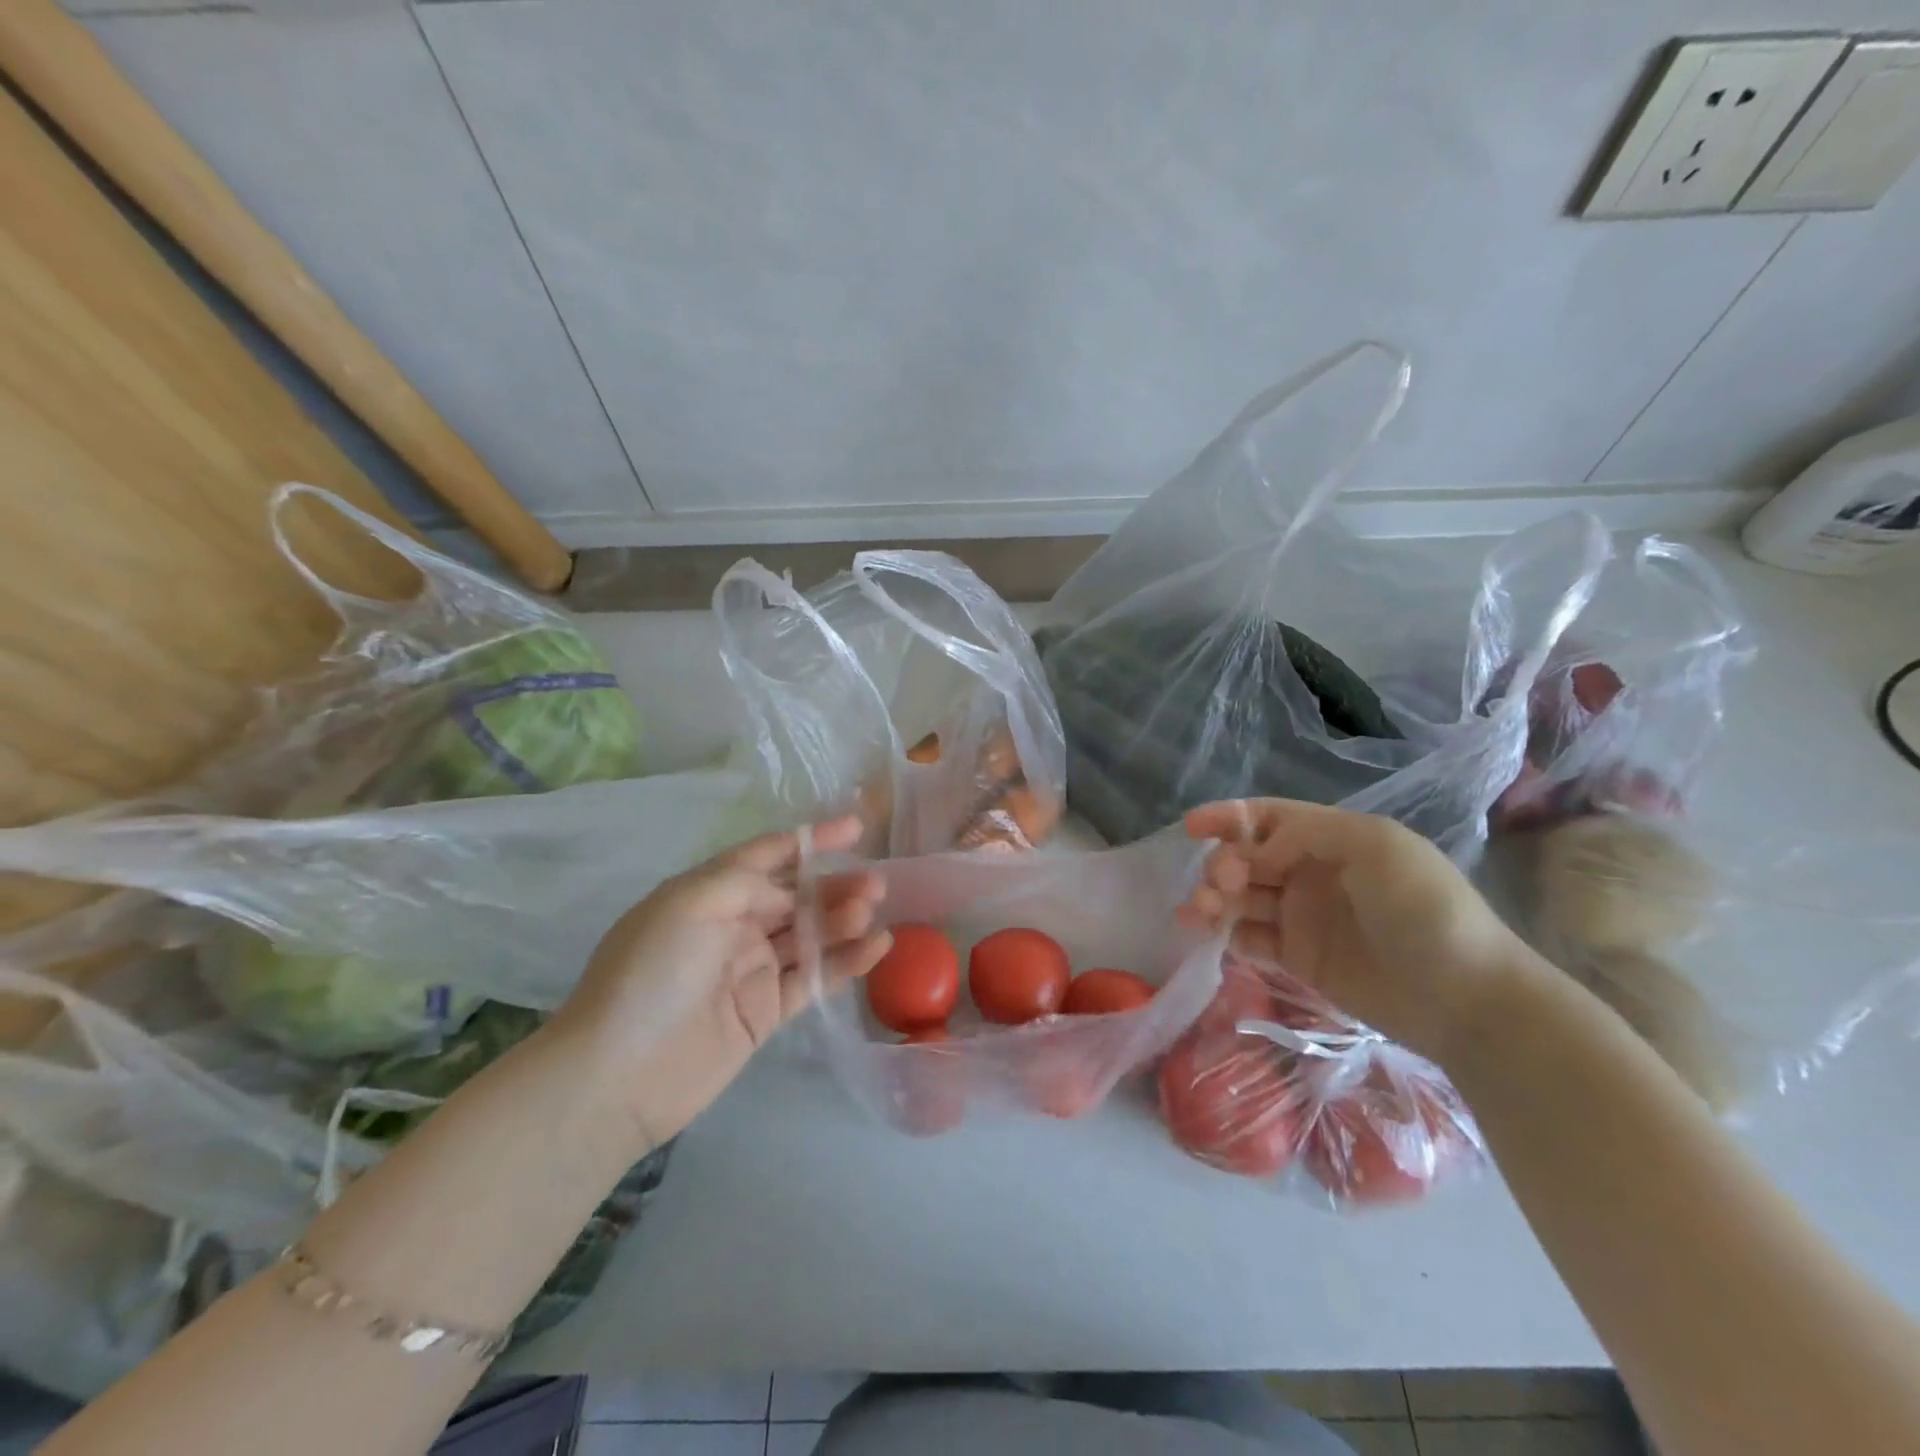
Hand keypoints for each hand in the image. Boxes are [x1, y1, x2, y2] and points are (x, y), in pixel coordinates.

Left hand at [550, 817, 889, 1148]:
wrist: (618, 1075)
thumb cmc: (650, 974)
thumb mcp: (690, 903)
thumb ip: (747, 882)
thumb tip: (790, 896)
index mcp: (708, 892)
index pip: (768, 854)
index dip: (811, 839)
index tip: (855, 828)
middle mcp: (733, 924)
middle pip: (796, 895)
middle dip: (835, 883)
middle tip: (876, 881)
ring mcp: (751, 969)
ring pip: (810, 934)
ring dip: (843, 919)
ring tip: (871, 911)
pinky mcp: (766, 1011)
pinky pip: (814, 977)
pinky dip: (846, 962)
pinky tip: (876, 947)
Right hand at [1177, 799, 1535, 1063]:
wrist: (1466, 999)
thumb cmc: (1426, 911)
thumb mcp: (1376, 848)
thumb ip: (1306, 834)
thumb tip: (1253, 853)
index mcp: (1332, 839)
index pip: (1268, 819)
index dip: (1228, 818)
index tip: (1191, 828)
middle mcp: (1311, 873)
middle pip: (1247, 858)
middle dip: (1222, 864)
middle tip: (1222, 885)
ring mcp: (1303, 917)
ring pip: (1242, 898)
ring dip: (1214, 898)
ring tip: (1199, 912)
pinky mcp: (1299, 958)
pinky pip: (1250, 938)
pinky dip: (1225, 933)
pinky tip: (1211, 936)